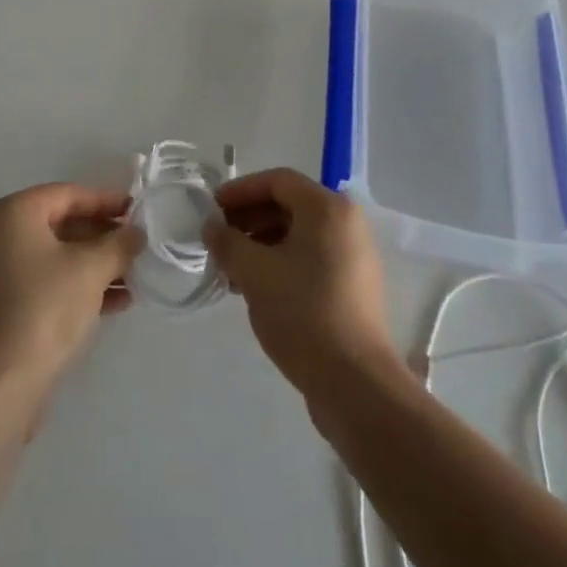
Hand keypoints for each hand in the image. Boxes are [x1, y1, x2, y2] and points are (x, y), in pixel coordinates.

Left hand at [0, 184, 142, 398]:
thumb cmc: (44, 309)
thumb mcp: (91, 269)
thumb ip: (119, 244)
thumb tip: (136, 233)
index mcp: (12, 212)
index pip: (69, 195)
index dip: (107, 202)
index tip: (139, 212)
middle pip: (61, 224)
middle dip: (103, 237)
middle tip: (137, 246)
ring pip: (55, 257)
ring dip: (94, 265)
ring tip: (134, 277)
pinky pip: (44, 282)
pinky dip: (76, 286)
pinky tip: (114, 303)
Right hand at [204, 168, 399, 399]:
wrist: (355, 385)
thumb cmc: (303, 313)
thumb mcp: (254, 273)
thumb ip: (227, 242)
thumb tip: (211, 227)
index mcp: (327, 208)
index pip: (277, 181)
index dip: (240, 191)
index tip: (212, 209)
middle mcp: (346, 223)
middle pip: (289, 205)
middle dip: (249, 219)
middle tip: (218, 240)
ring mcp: (354, 256)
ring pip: (298, 234)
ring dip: (261, 244)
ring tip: (231, 269)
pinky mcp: (353, 286)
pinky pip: (311, 258)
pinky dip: (281, 263)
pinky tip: (256, 287)